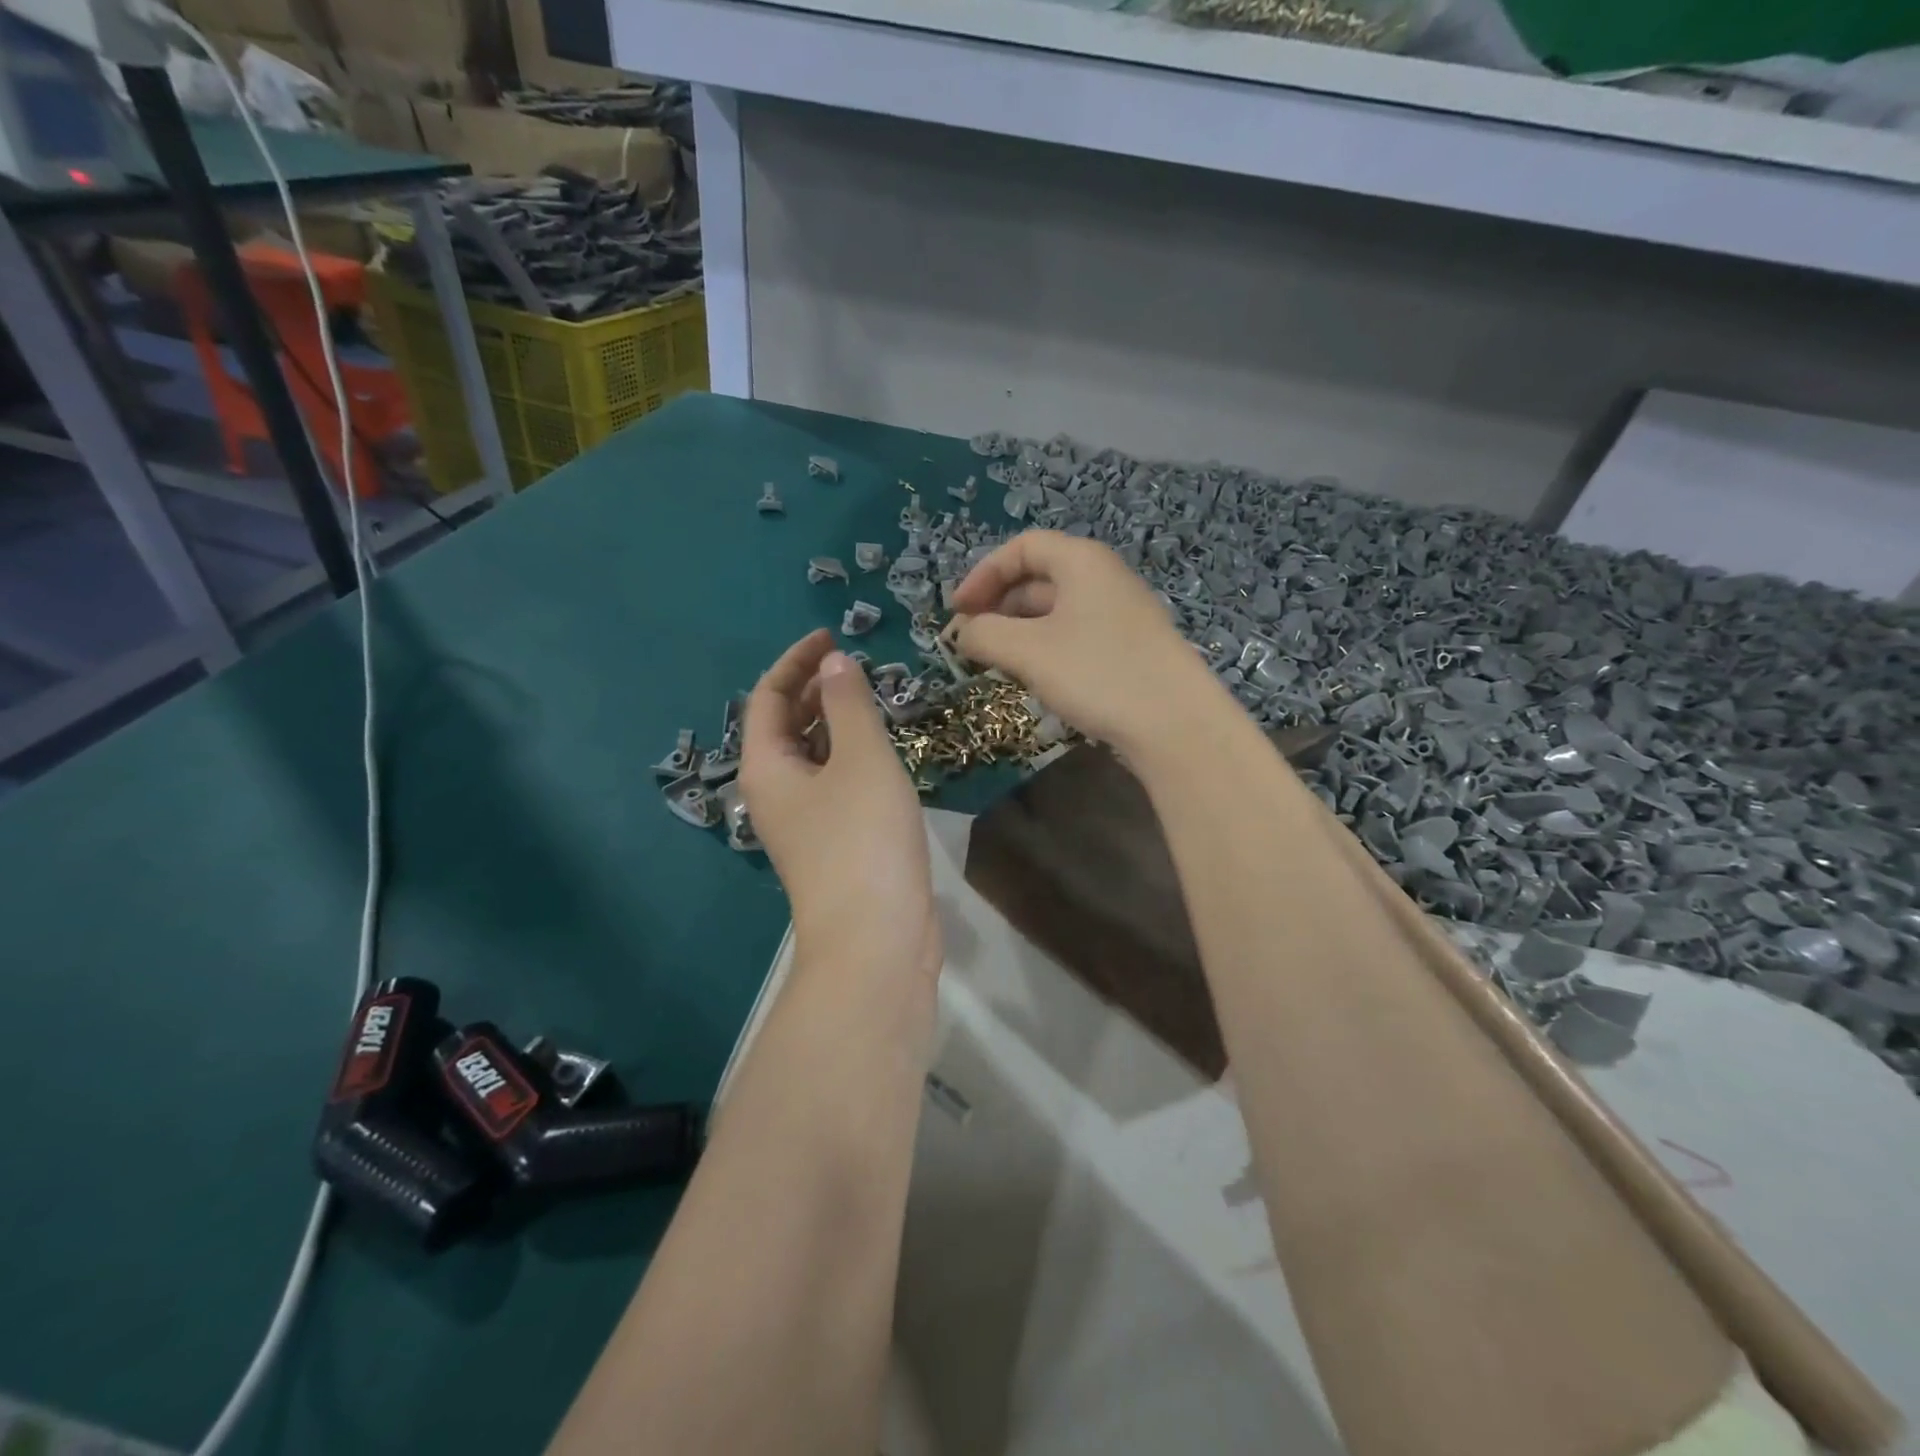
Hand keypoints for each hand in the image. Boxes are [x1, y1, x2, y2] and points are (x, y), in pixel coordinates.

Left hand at [740, 630, 939, 979]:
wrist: (876, 938)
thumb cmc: (863, 840)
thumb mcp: (861, 759)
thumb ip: (849, 704)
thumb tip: (834, 662)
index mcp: (767, 767)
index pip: (769, 697)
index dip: (796, 660)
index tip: (832, 636)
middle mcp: (775, 792)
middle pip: (785, 726)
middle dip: (814, 688)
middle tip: (856, 665)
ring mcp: (803, 822)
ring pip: (812, 755)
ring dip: (835, 721)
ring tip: (871, 698)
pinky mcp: (832, 843)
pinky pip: (834, 782)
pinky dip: (851, 755)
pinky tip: (882, 750)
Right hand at [947, 532, 1227, 754]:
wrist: (1176, 724)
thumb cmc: (1097, 673)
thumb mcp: (1028, 651)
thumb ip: (984, 634)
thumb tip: (962, 632)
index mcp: (1082, 561)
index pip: (1022, 548)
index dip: (983, 575)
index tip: (958, 611)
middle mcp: (1104, 578)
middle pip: (1039, 578)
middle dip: (998, 605)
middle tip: (972, 641)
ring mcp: (1121, 614)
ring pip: (1056, 611)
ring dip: (1019, 631)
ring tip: (997, 663)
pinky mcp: (1129, 648)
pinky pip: (1076, 635)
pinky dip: (1046, 648)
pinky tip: (1036, 678)